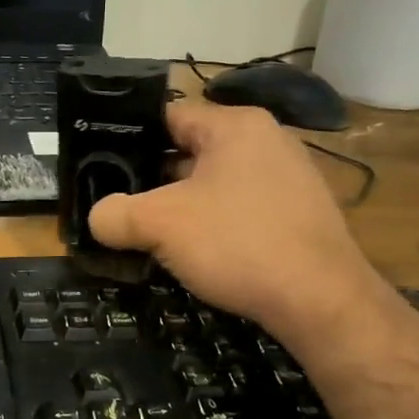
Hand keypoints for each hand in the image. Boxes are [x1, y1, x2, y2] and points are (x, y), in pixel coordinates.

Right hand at [87, 102, 384, 339]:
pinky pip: (241, 207)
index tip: (101, 166)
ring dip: (182, 205)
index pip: (167, 116)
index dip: (129, 139)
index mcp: (235, 125)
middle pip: (189, 150)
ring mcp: (289, 177)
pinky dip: (214, 223)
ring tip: (151, 232)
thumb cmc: (237, 243)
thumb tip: (97, 218)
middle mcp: (266, 140)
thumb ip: (115, 214)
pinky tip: (197, 252)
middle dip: (153, 179)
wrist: (322, 302)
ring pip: (214, 182)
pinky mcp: (299, 213)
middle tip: (121, 204)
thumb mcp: (160, 225)